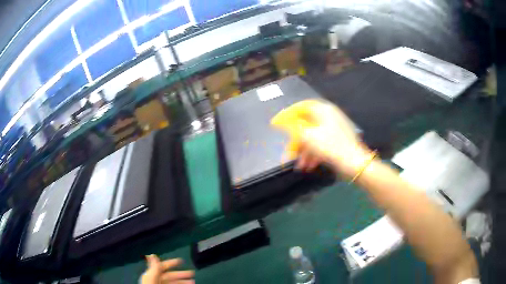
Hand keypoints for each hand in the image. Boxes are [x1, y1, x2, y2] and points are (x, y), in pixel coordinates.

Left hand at [141, 255, 194, 283]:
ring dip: (183, 282)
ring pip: (173, 283)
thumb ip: (154, 268)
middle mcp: (156, 281)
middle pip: (169, 276)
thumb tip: (152, 254)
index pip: (161, 267)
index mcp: (151, 276)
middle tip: (192, 274)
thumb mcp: (151, 279)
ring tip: (193, 282)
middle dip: (181, 274)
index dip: (171, 263)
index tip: (181, 261)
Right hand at [271, 100, 371, 177]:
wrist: (354, 163)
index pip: (301, 107)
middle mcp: (329, 116)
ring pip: (313, 137)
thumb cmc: (330, 146)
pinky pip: (322, 144)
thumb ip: (292, 126)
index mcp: (323, 110)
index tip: (277, 123)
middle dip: (296, 141)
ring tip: (300, 165)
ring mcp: (335, 129)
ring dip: (304, 151)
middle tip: (289, 152)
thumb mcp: (308, 136)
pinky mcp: (338, 141)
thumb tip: (281, 120)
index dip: (287, 114)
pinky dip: (314, 153)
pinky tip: (310, 165)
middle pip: (307, 125)